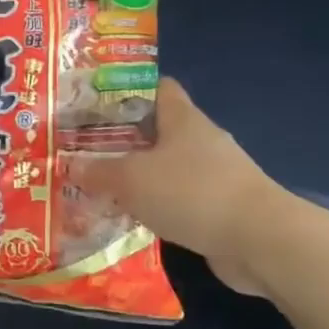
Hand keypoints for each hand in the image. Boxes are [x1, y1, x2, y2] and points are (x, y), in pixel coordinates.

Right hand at [71, 78, 284, 296]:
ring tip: (100, 187)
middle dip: (123, 140)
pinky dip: (156, 206)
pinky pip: (178, 199)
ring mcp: (214, 175)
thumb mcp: (131, 178)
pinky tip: (131, 219)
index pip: (157, 87)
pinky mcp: (219, 207)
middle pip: (157, 130)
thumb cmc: (191, 192)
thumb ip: (98, 171)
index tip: (94, 103)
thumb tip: (70, 165)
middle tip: (85, 151)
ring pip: (166, 168)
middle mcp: (200, 140)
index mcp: (182, 118)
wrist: (258, 240)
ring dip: (139, 178)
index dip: (126, 90)